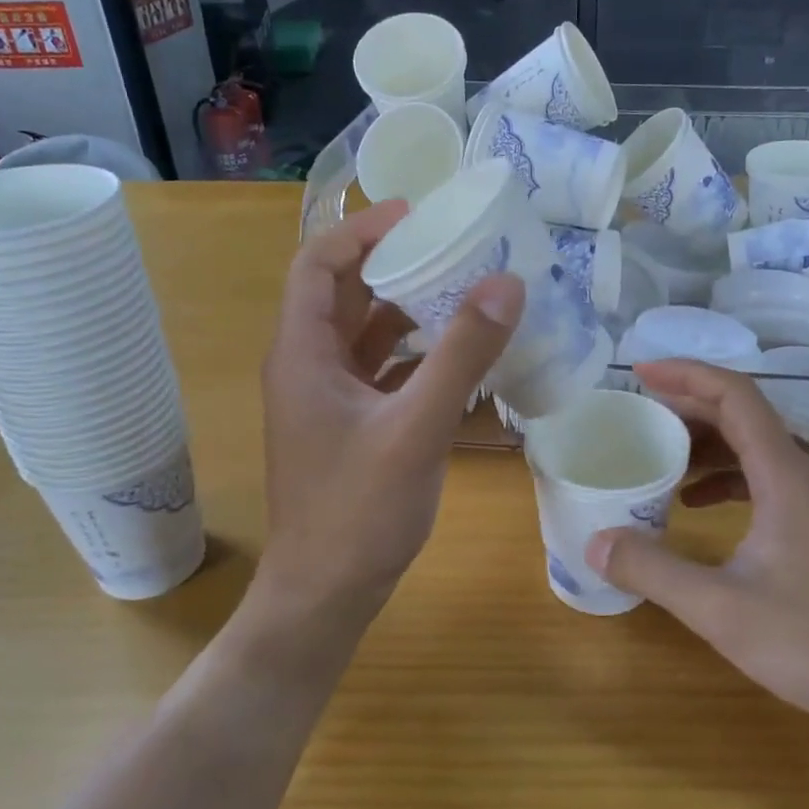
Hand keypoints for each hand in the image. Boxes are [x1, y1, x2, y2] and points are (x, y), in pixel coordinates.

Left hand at [258, 200, 522, 635]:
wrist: (325, 595)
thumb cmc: (359, 511)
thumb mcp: (417, 427)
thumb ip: (461, 354)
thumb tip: (505, 283)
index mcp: (303, 352)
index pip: (319, 262)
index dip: (363, 229)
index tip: (419, 214)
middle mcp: (307, 365)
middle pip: (344, 291)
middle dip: (395, 262)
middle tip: (454, 245)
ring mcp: (327, 398)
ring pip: (365, 333)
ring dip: (408, 308)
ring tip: (464, 288)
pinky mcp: (348, 425)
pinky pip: (380, 370)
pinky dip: (414, 353)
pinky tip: (458, 355)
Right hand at [586, 360, 808, 730]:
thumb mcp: (721, 609)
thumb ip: (654, 571)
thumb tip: (595, 542)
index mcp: (785, 476)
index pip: (735, 396)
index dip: (686, 374)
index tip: (639, 372)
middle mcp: (805, 477)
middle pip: (744, 417)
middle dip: (687, 407)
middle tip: (637, 415)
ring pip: (756, 450)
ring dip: (706, 445)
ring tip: (659, 459)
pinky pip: (767, 481)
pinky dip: (727, 479)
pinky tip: (698, 507)